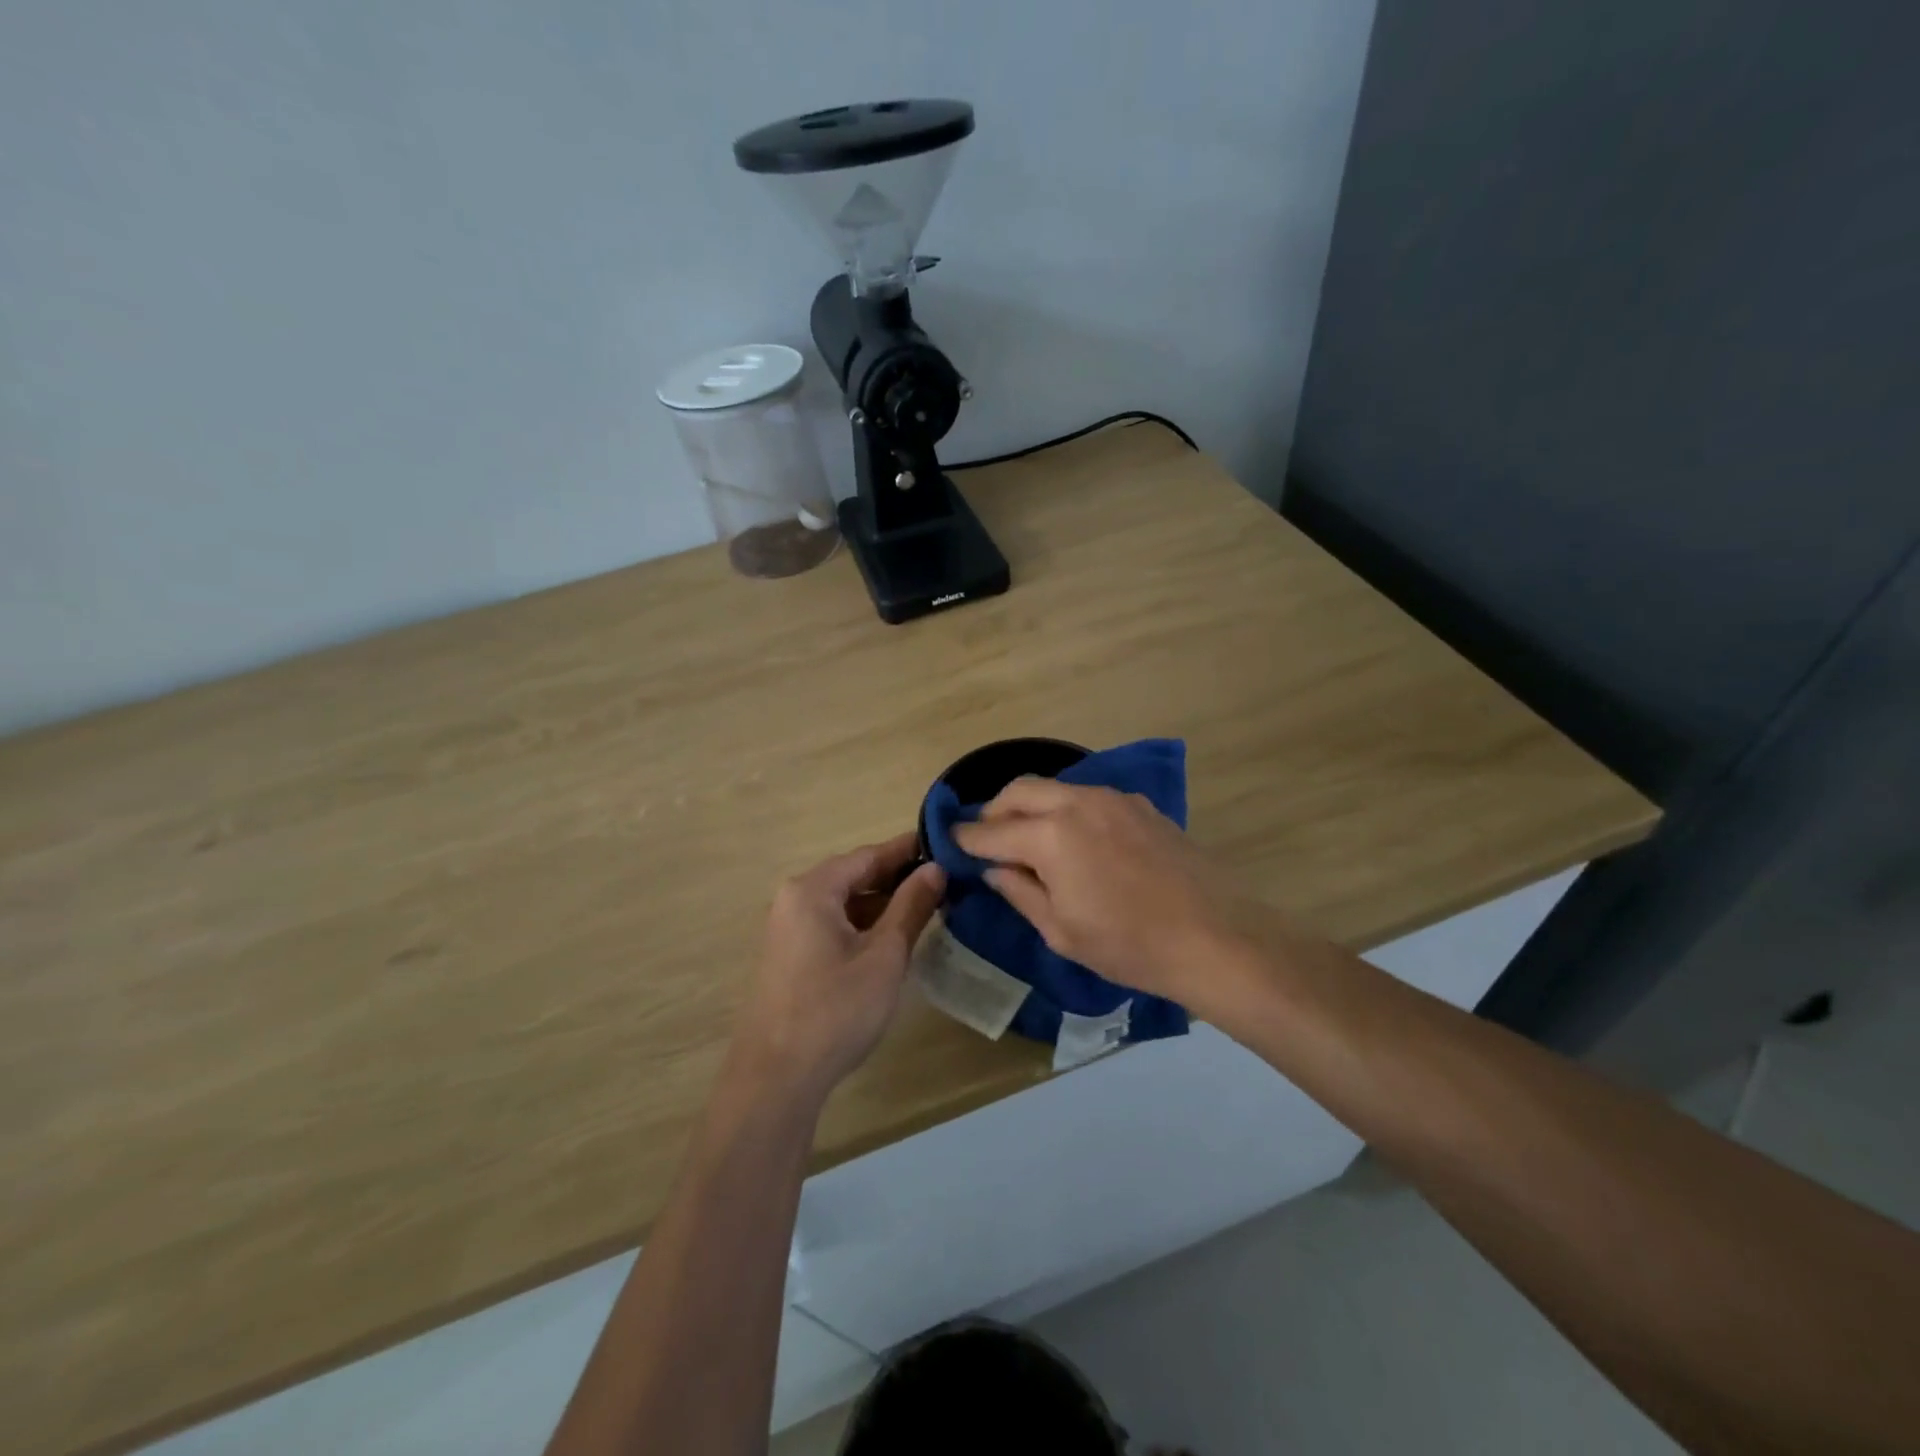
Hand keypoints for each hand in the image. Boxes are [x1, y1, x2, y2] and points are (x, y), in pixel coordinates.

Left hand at [733, 833, 945, 1102]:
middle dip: (897, 878)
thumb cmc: (836, 1010)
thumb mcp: (884, 955)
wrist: (777, 1078)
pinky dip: (862, 926)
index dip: (907, 850)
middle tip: (943, 879)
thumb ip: (911, 906)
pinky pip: (832, 926)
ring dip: (881, 904)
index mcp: (812, 890)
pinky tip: (892, 939)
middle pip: (853, 876)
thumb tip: (935, 869)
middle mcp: (794, 900)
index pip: (868, 856)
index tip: (944, 845)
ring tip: (926, 908)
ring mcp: (787, 930)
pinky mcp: (789, 957)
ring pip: (843, 903)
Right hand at [952, 778, 1258, 1009]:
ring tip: (1027, 837)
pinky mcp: (1140, 806)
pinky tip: (1074, 839)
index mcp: (1050, 836)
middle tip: (986, 838)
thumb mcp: (1061, 931)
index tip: (950, 842)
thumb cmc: (1128, 945)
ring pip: (1055, 788)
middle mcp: (1077, 803)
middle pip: (1019, 790)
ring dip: (1031, 806)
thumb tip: (995, 869)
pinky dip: (1066, 809)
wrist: (1214, 937)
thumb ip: (1020, 892)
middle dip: (994, 811)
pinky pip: (1088, 796)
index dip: (966, 839)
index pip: (991, 832)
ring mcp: (1113, 799)